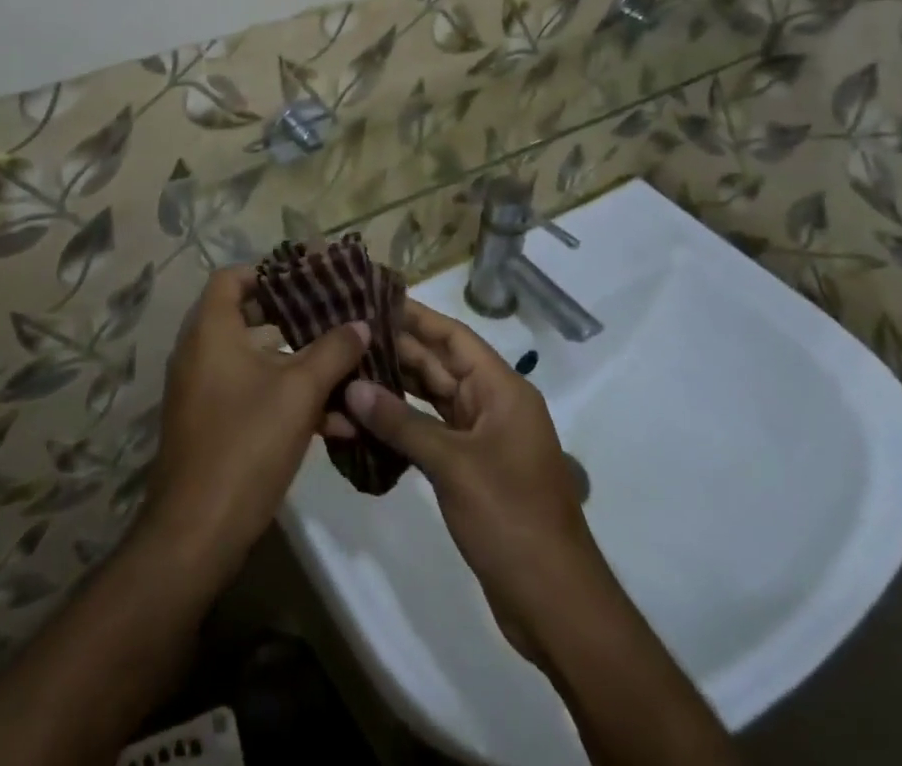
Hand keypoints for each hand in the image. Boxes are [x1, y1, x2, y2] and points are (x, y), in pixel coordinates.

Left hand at [142, 267, 367, 583]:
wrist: (197, 533)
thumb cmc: (246, 443)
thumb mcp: (299, 392)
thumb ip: (333, 351)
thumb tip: (360, 323)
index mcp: (211, 331)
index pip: (231, 278)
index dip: (267, 273)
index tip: (306, 279)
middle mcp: (201, 353)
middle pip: (247, 317)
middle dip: (294, 318)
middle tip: (333, 316)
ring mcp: (204, 391)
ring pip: (256, 361)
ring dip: (299, 364)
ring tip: (346, 368)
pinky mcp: (212, 425)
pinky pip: (252, 395)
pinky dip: (286, 399)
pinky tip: (336, 423)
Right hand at [342, 299, 606, 663]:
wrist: (553, 603)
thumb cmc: (510, 517)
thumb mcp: (453, 465)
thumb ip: (401, 423)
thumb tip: (353, 387)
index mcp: (502, 390)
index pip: (454, 337)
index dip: (416, 316)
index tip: (375, 298)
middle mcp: (493, 405)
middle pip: (440, 365)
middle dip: (397, 350)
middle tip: (348, 333)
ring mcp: (482, 438)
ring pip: (433, 399)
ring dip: (396, 387)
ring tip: (349, 367)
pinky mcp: (471, 469)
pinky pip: (432, 432)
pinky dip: (403, 424)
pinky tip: (368, 418)